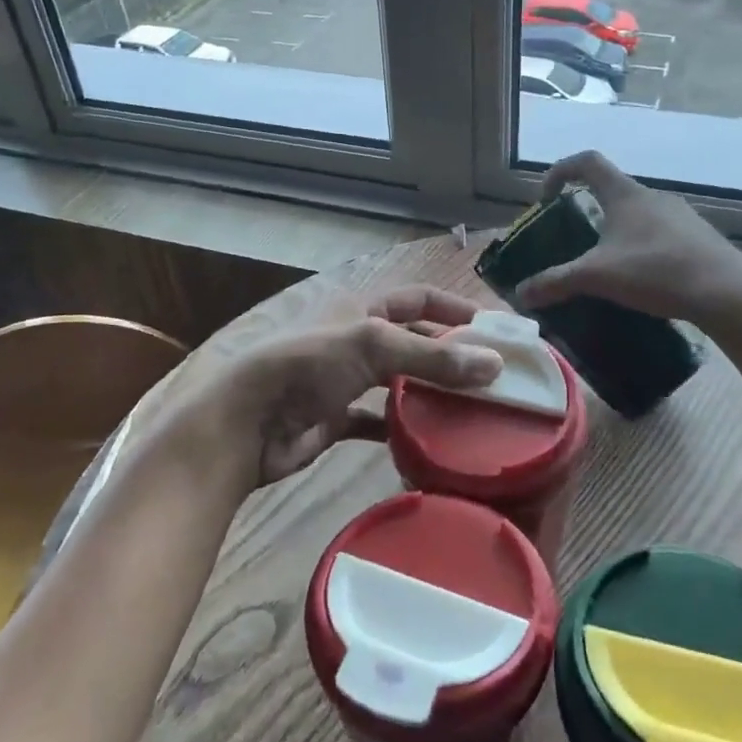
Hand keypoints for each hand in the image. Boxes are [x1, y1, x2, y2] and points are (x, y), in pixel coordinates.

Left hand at [190, 286, 502, 496]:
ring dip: (430, 392)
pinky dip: (402, 427)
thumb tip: (495, 364)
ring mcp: (345, 380)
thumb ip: (433, 356)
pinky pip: (378, 420)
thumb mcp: (371, 346)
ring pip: (398, 381)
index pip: (418, 299)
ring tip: (474, 410)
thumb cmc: (306, 365)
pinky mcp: (336, 418)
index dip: (455, 308)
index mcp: (360, 308)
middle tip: (494, 378)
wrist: (244, 423)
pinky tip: (431, 442)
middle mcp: (355, 339)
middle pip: (412, 341)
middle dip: (449, 355)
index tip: (496, 330)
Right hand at [516, 151, 741, 325]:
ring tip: (604, 262)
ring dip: (616, 229)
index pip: (586, 161)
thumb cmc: (655, 271)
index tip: (546, 198)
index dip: (560, 171)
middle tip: (572, 238)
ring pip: (637, 213)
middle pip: (611, 189)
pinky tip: (640, 277)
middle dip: (587, 208)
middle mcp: (652, 196)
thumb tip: (519, 294)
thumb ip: (555, 282)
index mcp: (624, 194)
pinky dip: (641, 246)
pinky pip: (659, 233)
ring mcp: (679, 215)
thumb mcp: (596, 277)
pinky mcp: (697, 237)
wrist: (726, 292)